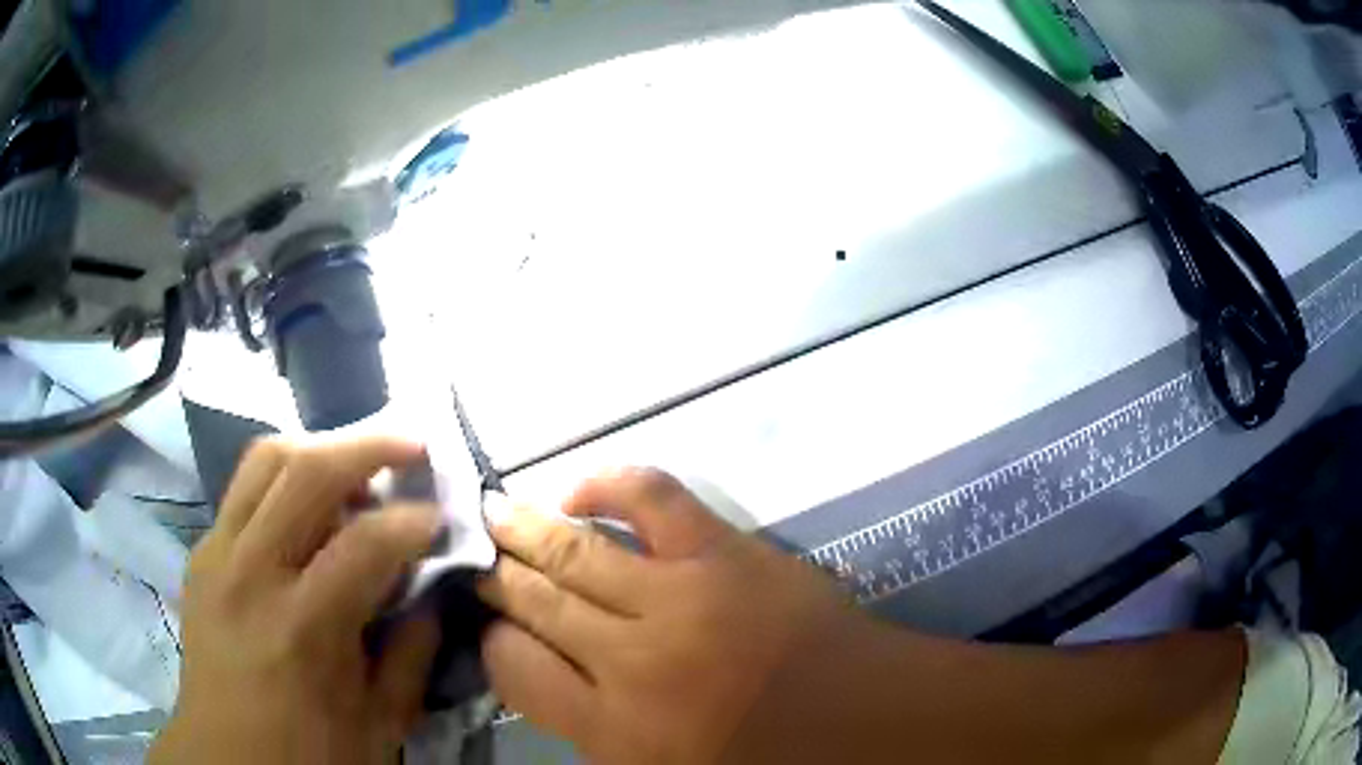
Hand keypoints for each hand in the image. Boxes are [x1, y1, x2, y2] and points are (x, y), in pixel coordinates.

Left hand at [150, 436, 443, 764]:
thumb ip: (412, 651)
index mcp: (302, 628)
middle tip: (412, 446)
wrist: (228, 759)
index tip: (442, 519)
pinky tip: (308, 508)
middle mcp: (250, 573)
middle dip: (370, 446)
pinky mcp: (201, 553)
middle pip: (307, 472)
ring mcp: (216, 554)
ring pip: (265, 459)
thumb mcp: (382, 721)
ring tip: (357, 465)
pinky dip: (284, 479)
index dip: (413, 521)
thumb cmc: (312, 754)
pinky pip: (243, 490)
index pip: (365, 542)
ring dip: (321, 448)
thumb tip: (429, 590)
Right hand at [477, 468, 878, 763]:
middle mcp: (631, 660)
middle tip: (472, 558)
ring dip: (523, 530)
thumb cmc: (762, 759)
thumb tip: (542, 678)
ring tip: (493, 516)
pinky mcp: (723, 551)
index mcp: (615, 730)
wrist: (864, 716)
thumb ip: (593, 730)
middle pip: (533, 601)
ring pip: (572, 551)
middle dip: (495, 577)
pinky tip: (578, 493)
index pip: (513, 669)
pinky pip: (650, 497)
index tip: (491, 626)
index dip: (493, 641)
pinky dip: (606, 484)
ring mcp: (678, 597)